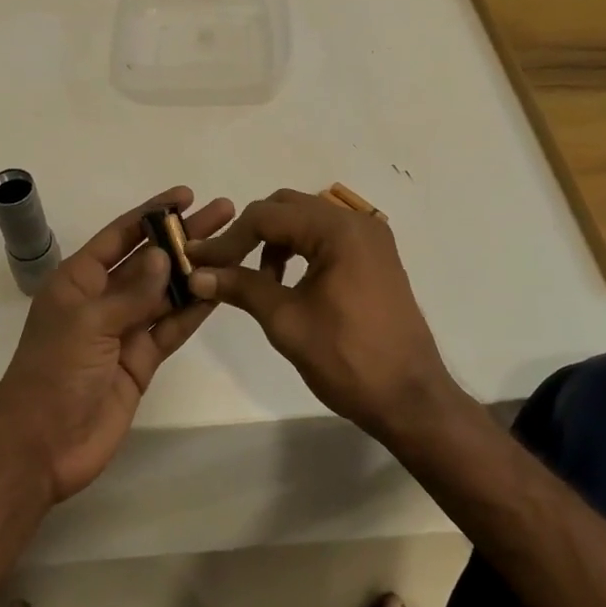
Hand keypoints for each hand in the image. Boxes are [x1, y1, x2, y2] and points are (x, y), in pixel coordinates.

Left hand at [0, 186, 233, 503]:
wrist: (41, 447)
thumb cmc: (54, 373)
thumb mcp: (89, 324)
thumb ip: (132, 292)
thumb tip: (166, 255)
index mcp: (78, 280)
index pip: (120, 235)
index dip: (152, 213)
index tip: (186, 194)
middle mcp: (102, 299)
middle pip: (149, 260)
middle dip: (183, 237)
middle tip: (223, 213)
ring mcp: (124, 330)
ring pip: (165, 292)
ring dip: (195, 271)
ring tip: (233, 247)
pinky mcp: (141, 361)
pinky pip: (171, 327)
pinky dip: (194, 311)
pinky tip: (220, 290)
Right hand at [187, 188, 459, 441]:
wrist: (410, 399)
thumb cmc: (347, 359)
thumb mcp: (286, 321)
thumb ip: (241, 287)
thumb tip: (195, 274)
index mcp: (337, 230)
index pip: (267, 216)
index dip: (228, 238)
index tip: (197, 261)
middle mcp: (357, 222)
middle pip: (287, 207)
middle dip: (250, 232)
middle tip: (223, 265)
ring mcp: (370, 238)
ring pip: (306, 220)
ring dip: (275, 241)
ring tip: (257, 280)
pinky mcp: (375, 257)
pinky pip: (326, 237)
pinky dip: (300, 249)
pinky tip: (287, 281)